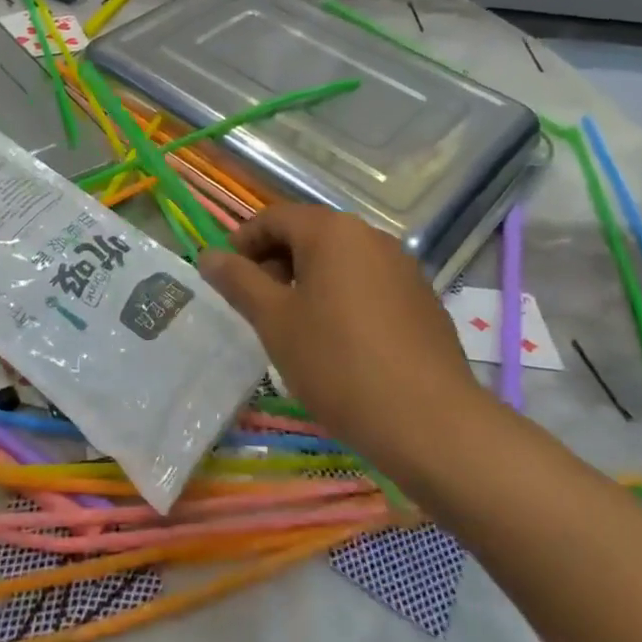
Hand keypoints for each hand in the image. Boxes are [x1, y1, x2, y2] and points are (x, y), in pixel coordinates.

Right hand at [199, 205, 485, 472]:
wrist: (432, 424)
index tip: (225, 278)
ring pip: (339, 261)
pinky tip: (336, 343)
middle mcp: (370, 236)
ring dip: (307, 281)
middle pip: (309, 235)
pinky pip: (367, 283)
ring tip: (292, 327)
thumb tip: (208, 255)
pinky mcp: (421, 300)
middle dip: (274, 263)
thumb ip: (238, 282)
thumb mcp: (275, 321)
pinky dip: (340, 298)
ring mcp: (402, 267)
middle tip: (255, 306)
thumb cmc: (338, 363)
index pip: (274, 218)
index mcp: (332, 231)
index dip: (242, 242)